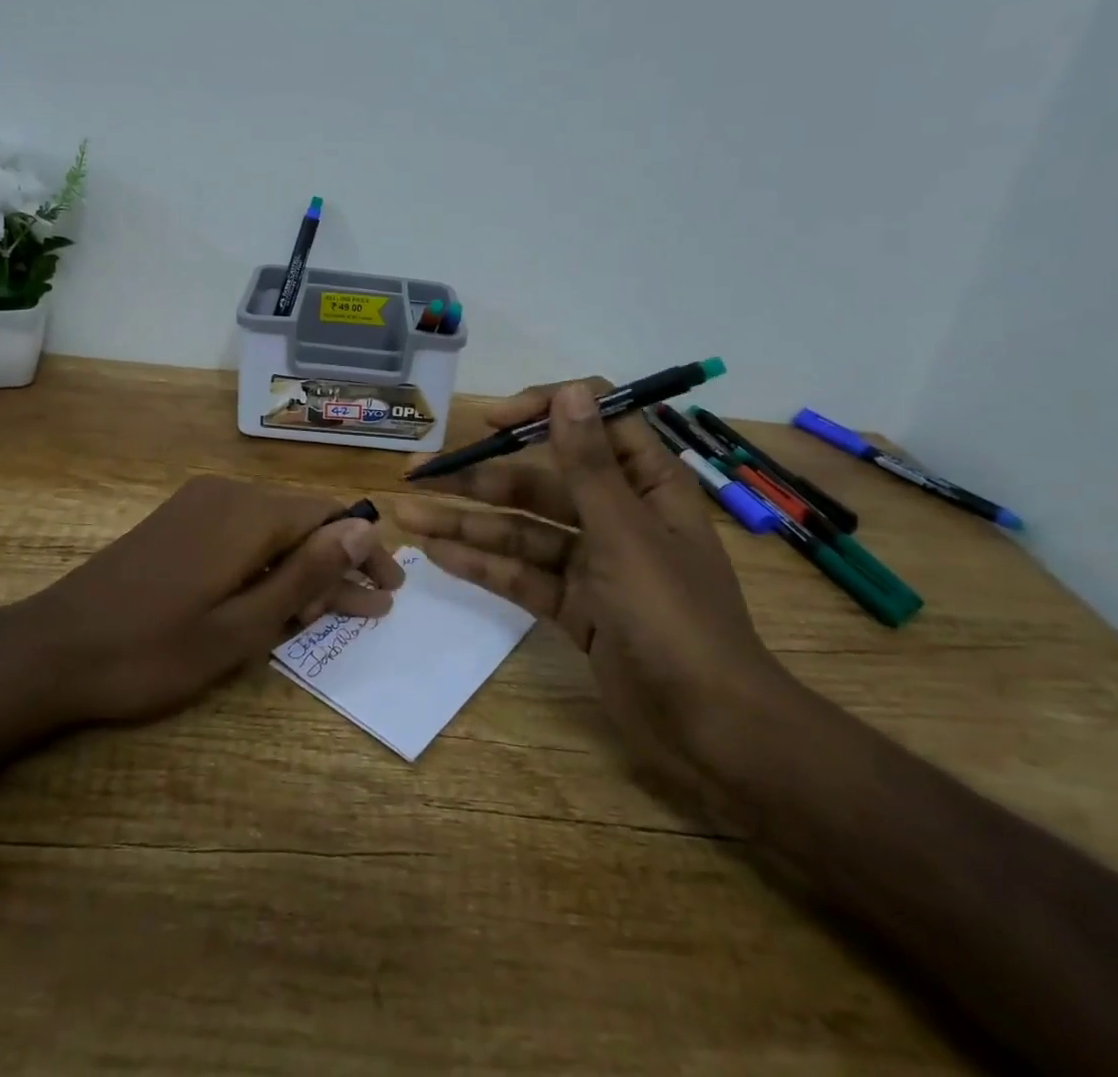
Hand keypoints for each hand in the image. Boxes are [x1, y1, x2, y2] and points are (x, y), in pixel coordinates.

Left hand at [15, 475, 402, 726]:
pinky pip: (240, 534)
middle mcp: (227, 494)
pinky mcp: (178, 522)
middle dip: (337, 565)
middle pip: (302, 521)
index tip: (391, 589)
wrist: (50, 650)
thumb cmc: (151, 651)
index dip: (366, 551)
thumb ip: (306, 574)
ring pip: (273, 530)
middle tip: (370, 610)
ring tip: (329, 613)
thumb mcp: (241, 626)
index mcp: (248, 513)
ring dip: (303, 569)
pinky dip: (267, 565)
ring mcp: (198, 505)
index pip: (330, 517)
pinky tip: (276, 601)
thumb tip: (363, 529)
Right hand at [395, 381, 796, 807]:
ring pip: (521, 528)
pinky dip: (482, 563)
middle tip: (419, 472)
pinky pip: (521, 573)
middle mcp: (616, 513)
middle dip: (480, 475)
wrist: (710, 729)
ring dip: (467, 521)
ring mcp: (592, 561)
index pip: (593, 421)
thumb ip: (589, 464)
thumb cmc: (674, 617)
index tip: (492, 420)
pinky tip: (436, 554)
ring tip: (407, 514)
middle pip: (540, 479)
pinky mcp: (574, 604)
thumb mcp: (625, 533)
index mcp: (645, 483)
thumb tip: (570, 390)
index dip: (542, 410)